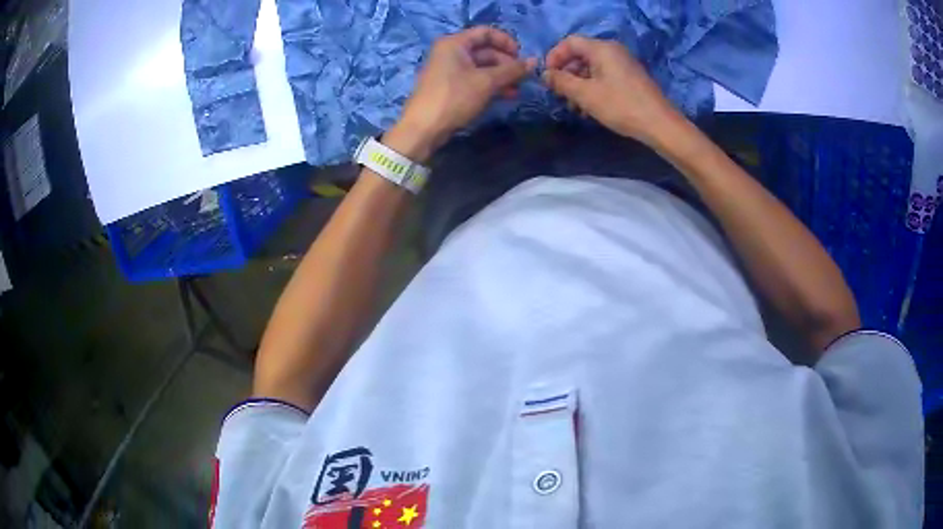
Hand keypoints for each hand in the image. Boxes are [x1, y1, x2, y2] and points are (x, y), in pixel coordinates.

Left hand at [391, 27, 534, 160]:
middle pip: (485, 51)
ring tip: (517, 91)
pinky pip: (474, 79)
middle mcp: (450, 52)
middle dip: (506, 64)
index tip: (522, 57)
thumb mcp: (486, 82)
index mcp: (455, 43)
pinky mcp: (450, 86)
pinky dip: (490, 85)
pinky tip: (505, 96)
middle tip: (523, 79)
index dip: (507, 42)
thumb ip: (512, 70)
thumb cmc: (454, 98)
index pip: (486, 33)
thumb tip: (534, 61)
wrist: (423, 128)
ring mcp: (449, 70)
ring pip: (482, 67)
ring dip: (501, 77)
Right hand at [542, 35, 677, 145]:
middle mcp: (613, 50)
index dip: (554, 57)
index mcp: (601, 48)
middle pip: (580, 55)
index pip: (569, 42)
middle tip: (560, 96)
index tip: (547, 77)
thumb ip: (561, 81)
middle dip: (567, 74)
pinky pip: (604, 76)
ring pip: (591, 68)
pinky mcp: (630, 77)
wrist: (659, 124)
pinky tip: (590, 108)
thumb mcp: (585, 94)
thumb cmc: (620, 106)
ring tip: (575, 107)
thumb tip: (545, 74)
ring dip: (579, 85)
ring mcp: (623, 63)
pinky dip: (593, 88)